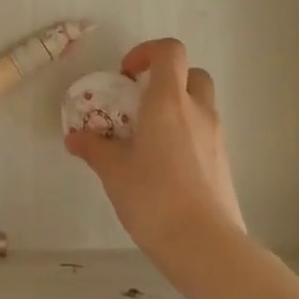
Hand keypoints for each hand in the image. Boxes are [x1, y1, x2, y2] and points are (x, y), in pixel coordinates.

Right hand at [64, 38, 245, 258]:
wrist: (205, 246)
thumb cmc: (154, 198)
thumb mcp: (113, 172)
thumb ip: (94, 148)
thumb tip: (75, 138)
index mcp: (168, 102)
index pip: (169, 51)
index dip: (147, 52)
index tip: (125, 76)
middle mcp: (197, 111)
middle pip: (192, 73)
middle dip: (166, 79)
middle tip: (140, 102)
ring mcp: (216, 137)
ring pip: (200, 104)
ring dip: (177, 108)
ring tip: (148, 138)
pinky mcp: (223, 163)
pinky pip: (204, 133)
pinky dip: (186, 134)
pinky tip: (164, 166)